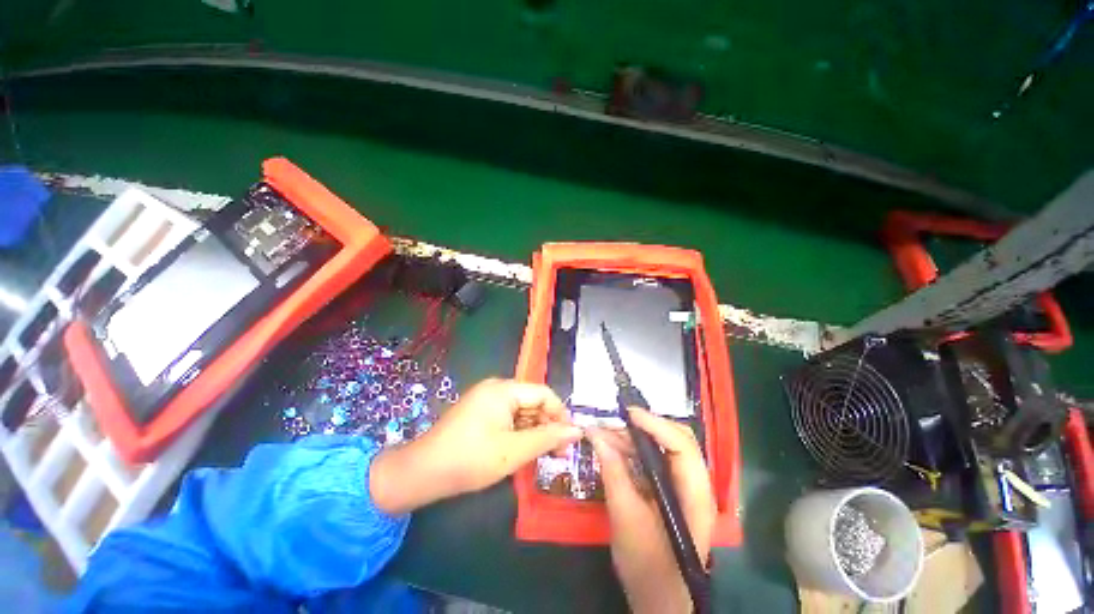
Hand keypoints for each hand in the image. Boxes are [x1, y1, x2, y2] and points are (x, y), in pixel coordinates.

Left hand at [370, 378, 581, 514]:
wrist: (422, 473)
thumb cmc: (470, 459)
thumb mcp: (514, 451)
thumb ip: (548, 438)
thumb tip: (577, 430)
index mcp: (504, 389)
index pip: (544, 393)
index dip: (560, 414)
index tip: (570, 440)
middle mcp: (496, 388)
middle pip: (533, 401)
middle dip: (548, 425)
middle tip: (559, 453)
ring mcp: (486, 399)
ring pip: (521, 411)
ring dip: (534, 431)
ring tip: (543, 455)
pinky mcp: (479, 412)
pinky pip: (508, 417)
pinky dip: (519, 432)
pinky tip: (523, 450)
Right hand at [588, 408, 715, 613]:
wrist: (659, 600)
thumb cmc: (647, 567)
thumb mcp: (625, 518)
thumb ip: (613, 473)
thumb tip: (596, 435)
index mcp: (695, 495)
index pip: (682, 446)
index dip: (655, 424)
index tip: (626, 414)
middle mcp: (695, 484)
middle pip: (676, 440)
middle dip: (644, 427)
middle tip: (613, 423)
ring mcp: (683, 486)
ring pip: (663, 447)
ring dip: (634, 438)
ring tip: (604, 435)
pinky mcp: (670, 491)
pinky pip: (654, 460)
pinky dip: (633, 451)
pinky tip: (613, 450)